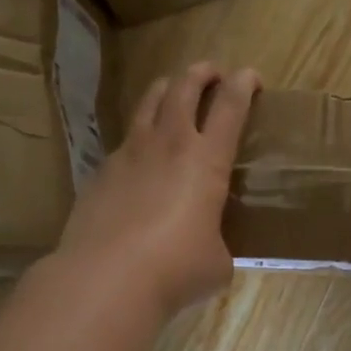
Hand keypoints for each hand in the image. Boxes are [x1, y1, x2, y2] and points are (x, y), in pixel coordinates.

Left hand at [56, 63, 259, 316]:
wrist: (106, 278)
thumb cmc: (176, 269)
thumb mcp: (216, 262)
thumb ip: (217, 244)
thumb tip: (209, 250)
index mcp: (207, 160)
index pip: (231, 106)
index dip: (243, 85)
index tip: (250, 76)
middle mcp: (169, 145)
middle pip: (184, 89)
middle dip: (201, 73)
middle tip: (212, 72)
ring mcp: (129, 154)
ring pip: (148, 103)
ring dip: (165, 89)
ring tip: (172, 90)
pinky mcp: (100, 172)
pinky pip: (123, 142)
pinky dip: (138, 137)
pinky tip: (139, 157)